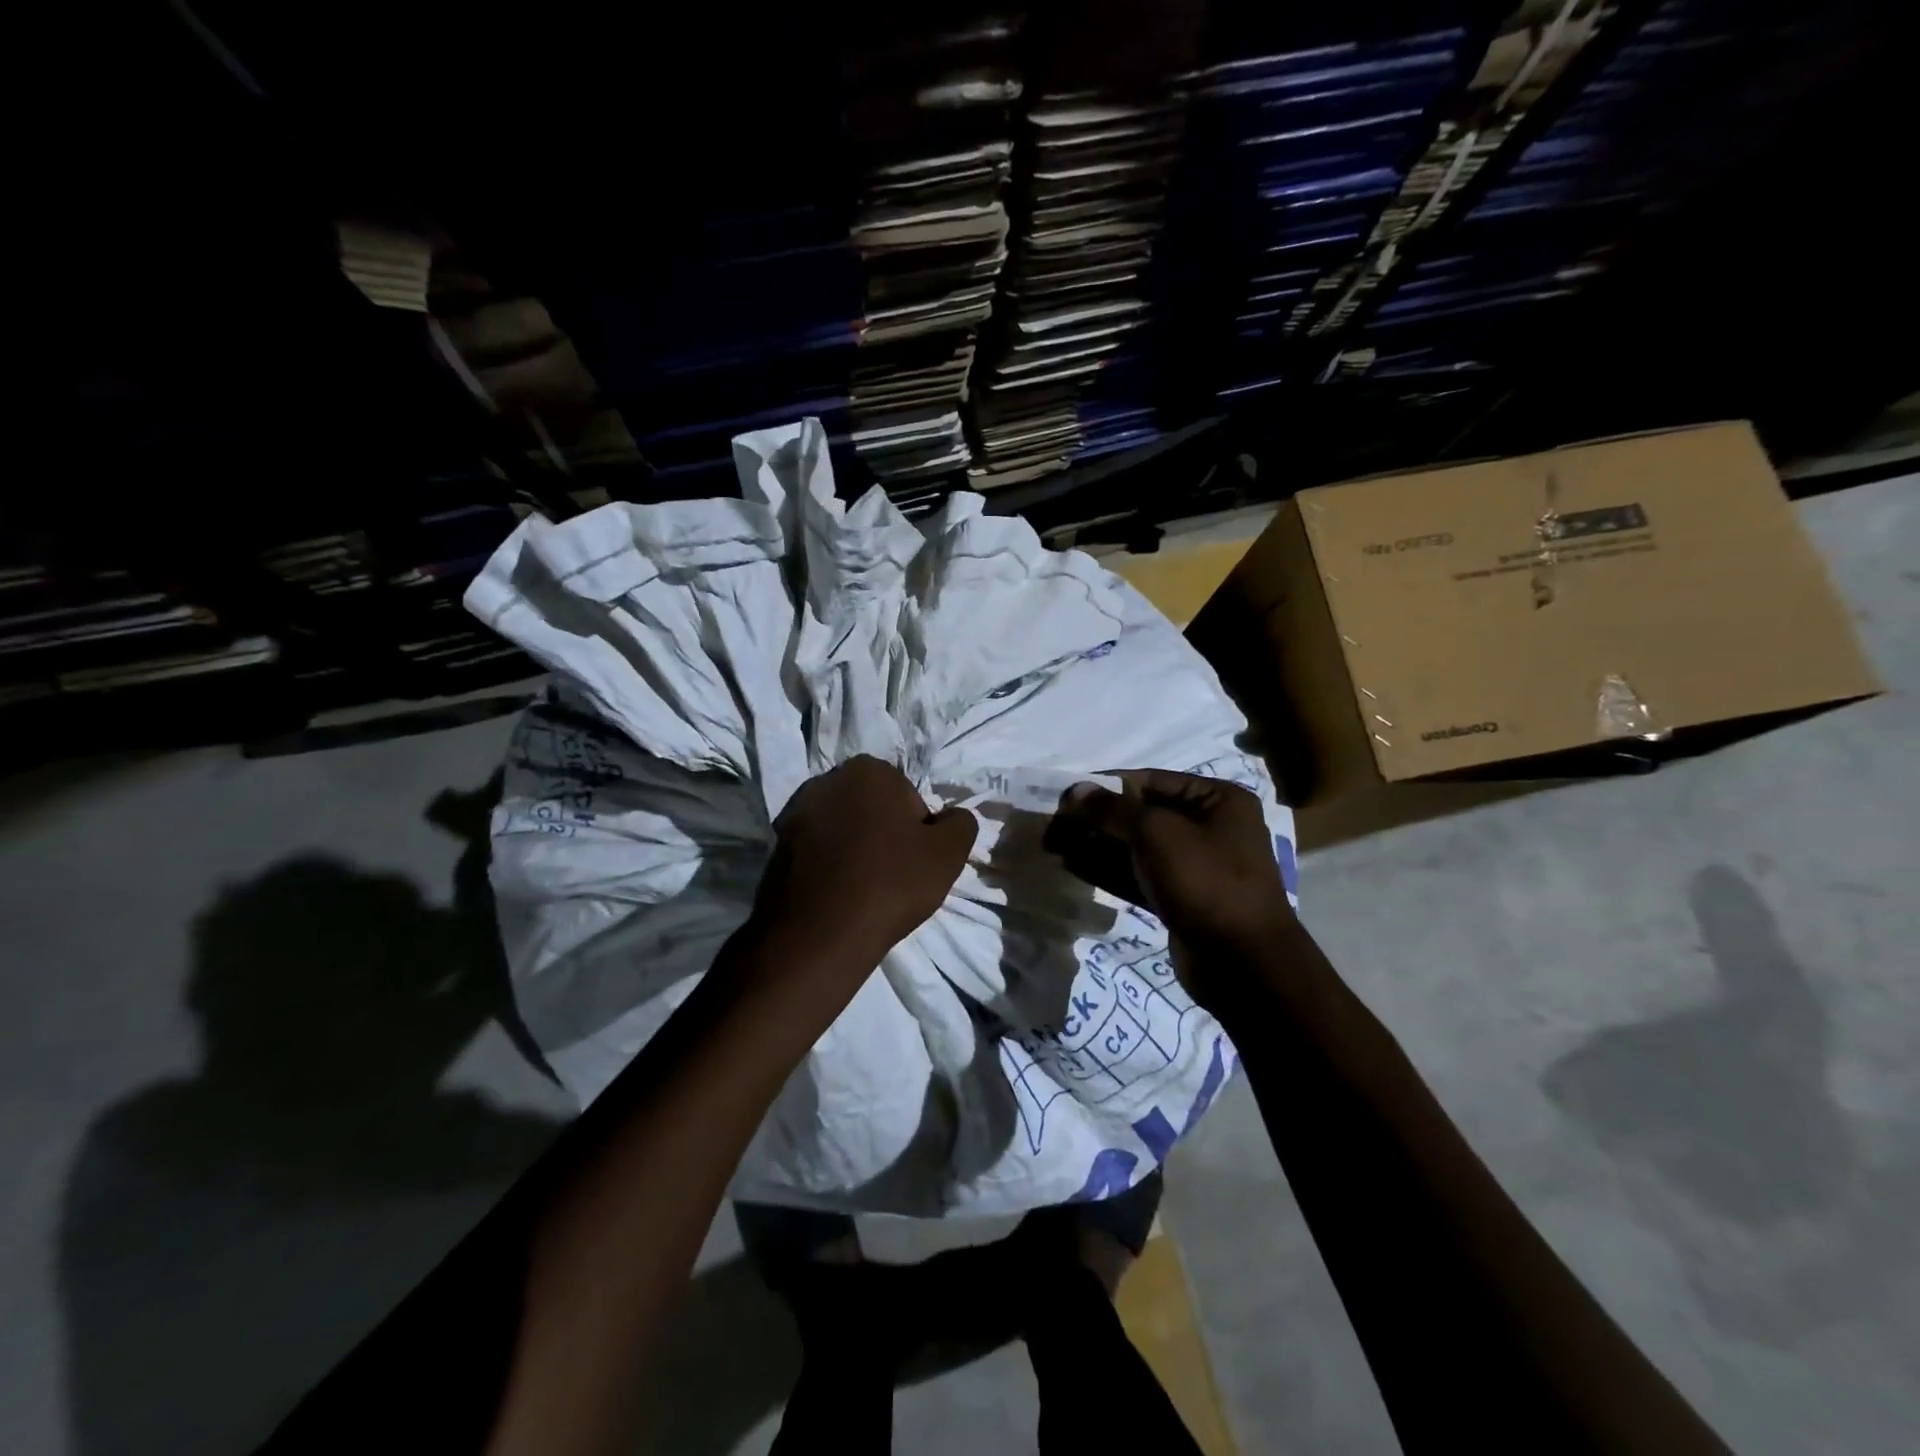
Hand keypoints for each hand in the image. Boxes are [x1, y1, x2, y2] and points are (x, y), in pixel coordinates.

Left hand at [748, 756, 977, 973]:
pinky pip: (817, 850)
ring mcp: (795, 812)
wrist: (818, 934)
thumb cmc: (890, 883)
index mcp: (869, 770)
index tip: (914, 861)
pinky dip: (829, 866)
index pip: (909, 798)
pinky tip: (837, 895)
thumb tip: (952, 818)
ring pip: (844, 829)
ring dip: (855, 850)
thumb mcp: (948, 853)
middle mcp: (827, 780)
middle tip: (893, 875)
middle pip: (873, 808)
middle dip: (884, 834)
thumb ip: (961, 824)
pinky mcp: (775, 845)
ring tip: (862, 888)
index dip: (918, 831)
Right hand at [1051, 770, 1294, 984]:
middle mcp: (1210, 827)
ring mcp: (1195, 866)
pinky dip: (1108, 870)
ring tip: (1055, 845)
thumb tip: (1074, 790)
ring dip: (1097, 844)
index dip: (1105, 787)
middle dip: (1097, 819)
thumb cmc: (1204, 881)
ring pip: (1136, 847)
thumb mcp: (1156, 833)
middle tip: (1055, 825)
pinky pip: (1139, 875)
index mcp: (1217, 800)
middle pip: (1141, 814)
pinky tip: (1073, 865)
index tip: (1065, 797)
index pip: (1150, 781)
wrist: (1242, 964)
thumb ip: (1111, 809)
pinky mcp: (1181, 898)